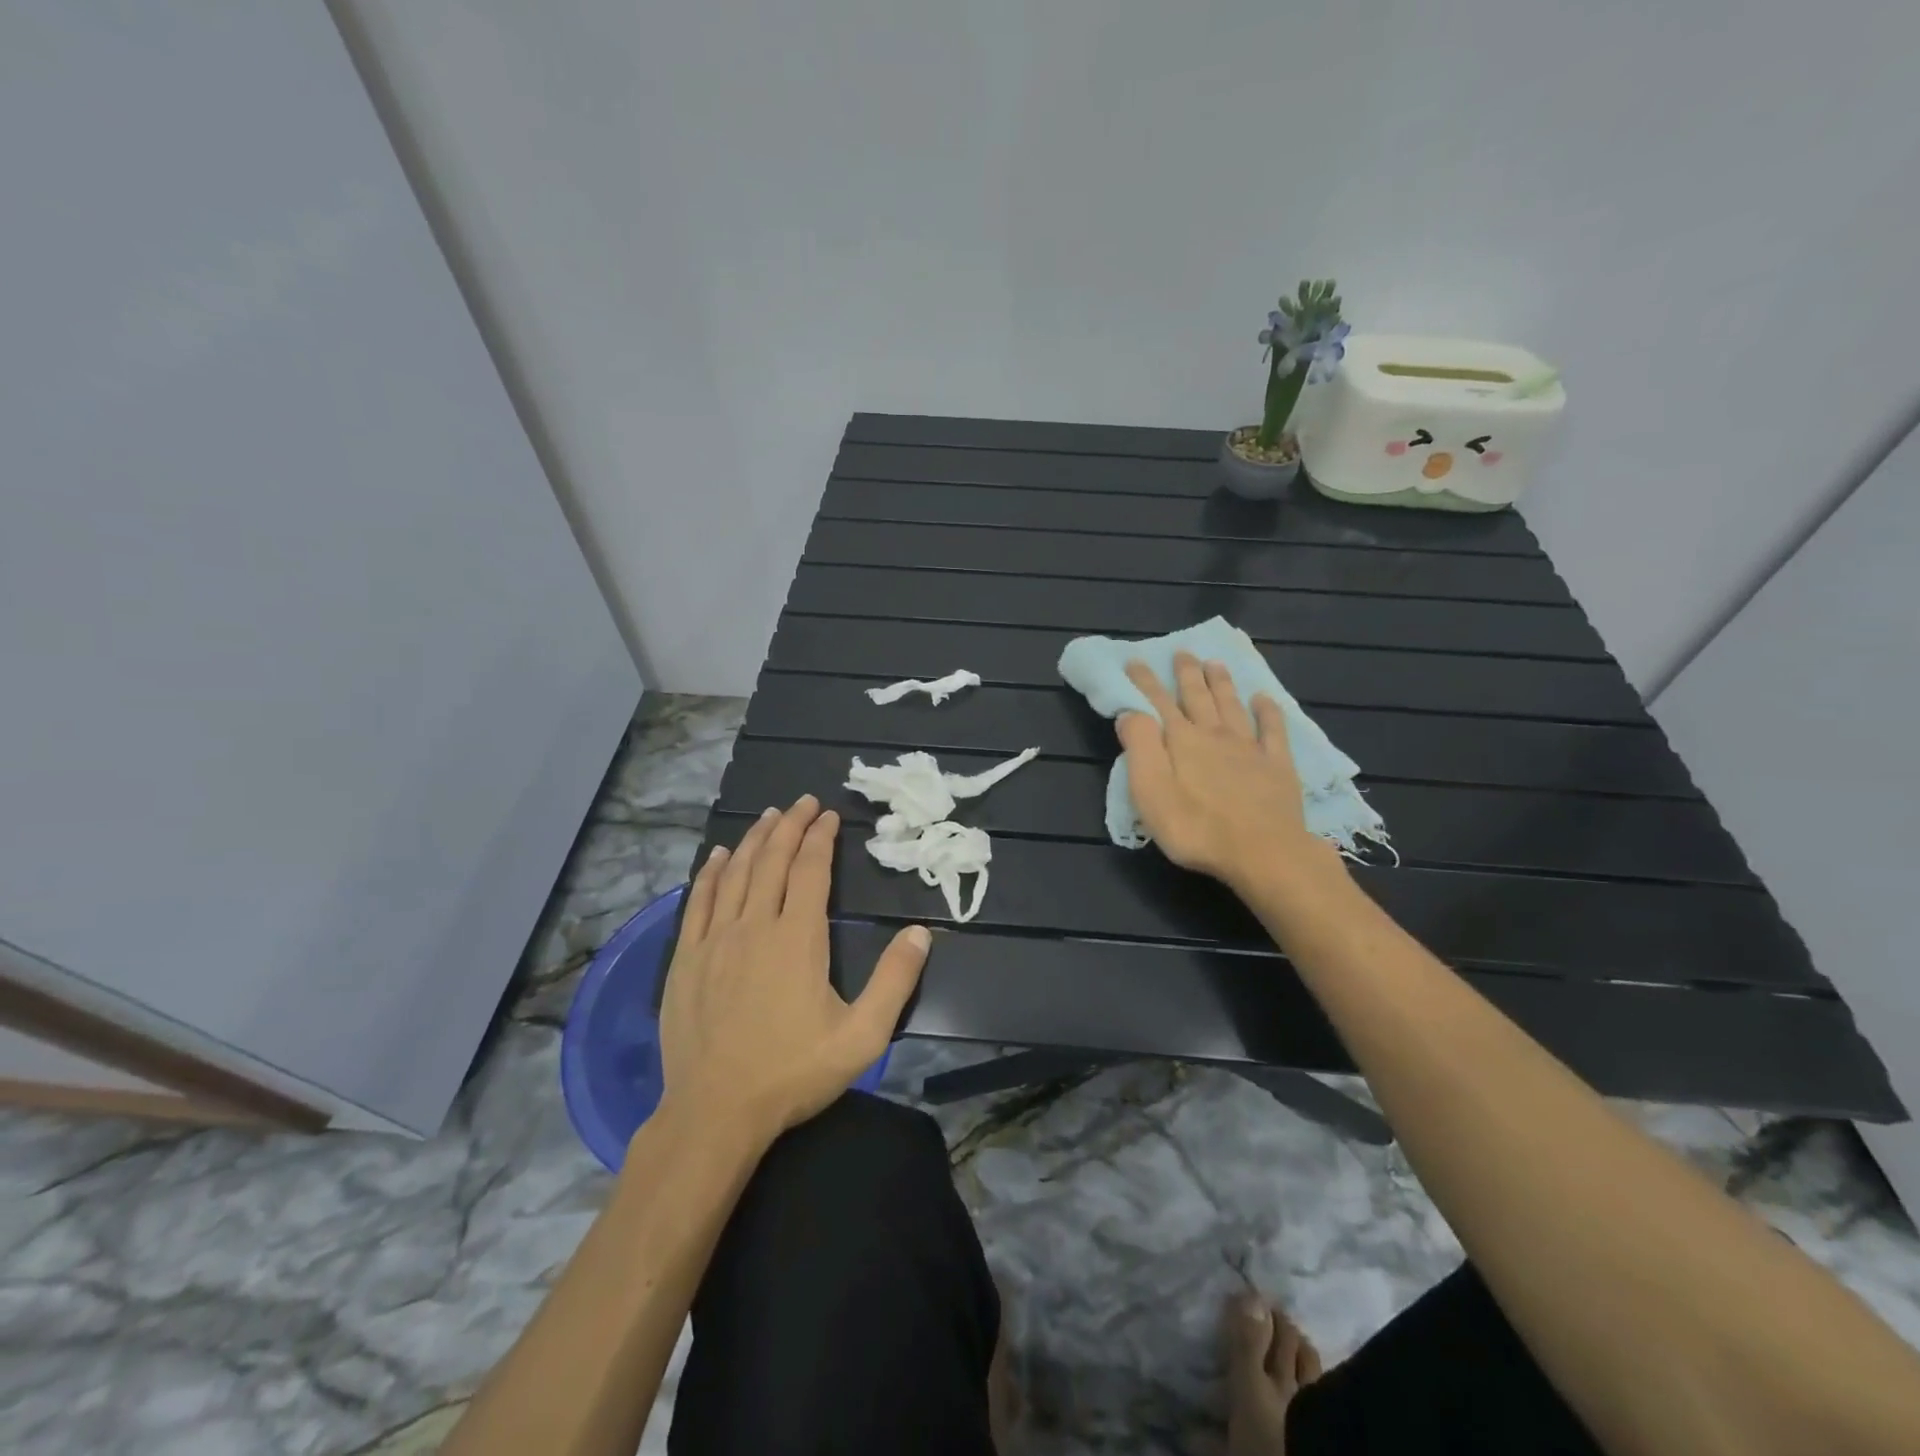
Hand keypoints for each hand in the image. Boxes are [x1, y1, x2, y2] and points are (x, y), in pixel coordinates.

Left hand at [655, 795, 928, 1144]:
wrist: (715, 1112)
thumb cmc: (793, 1073)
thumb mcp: (862, 1036)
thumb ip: (895, 981)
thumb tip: (920, 933)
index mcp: (797, 938)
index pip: (810, 871)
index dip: (820, 838)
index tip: (829, 816)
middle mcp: (754, 926)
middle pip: (771, 860)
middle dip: (790, 826)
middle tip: (803, 802)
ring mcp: (715, 940)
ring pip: (734, 873)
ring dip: (753, 840)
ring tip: (768, 816)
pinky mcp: (685, 958)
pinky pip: (698, 901)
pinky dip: (709, 873)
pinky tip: (716, 857)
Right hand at [1118, 653, 1331, 891]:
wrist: (1262, 852)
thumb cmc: (1196, 828)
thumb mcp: (1150, 792)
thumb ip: (1139, 748)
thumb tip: (1130, 713)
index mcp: (1181, 741)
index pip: (1158, 703)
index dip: (1145, 681)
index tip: (1135, 660)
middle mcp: (1214, 735)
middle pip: (1197, 697)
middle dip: (1186, 673)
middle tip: (1182, 651)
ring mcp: (1249, 748)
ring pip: (1231, 705)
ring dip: (1221, 683)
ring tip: (1215, 663)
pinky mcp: (1277, 765)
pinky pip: (1272, 729)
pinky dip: (1267, 711)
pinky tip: (1264, 699)